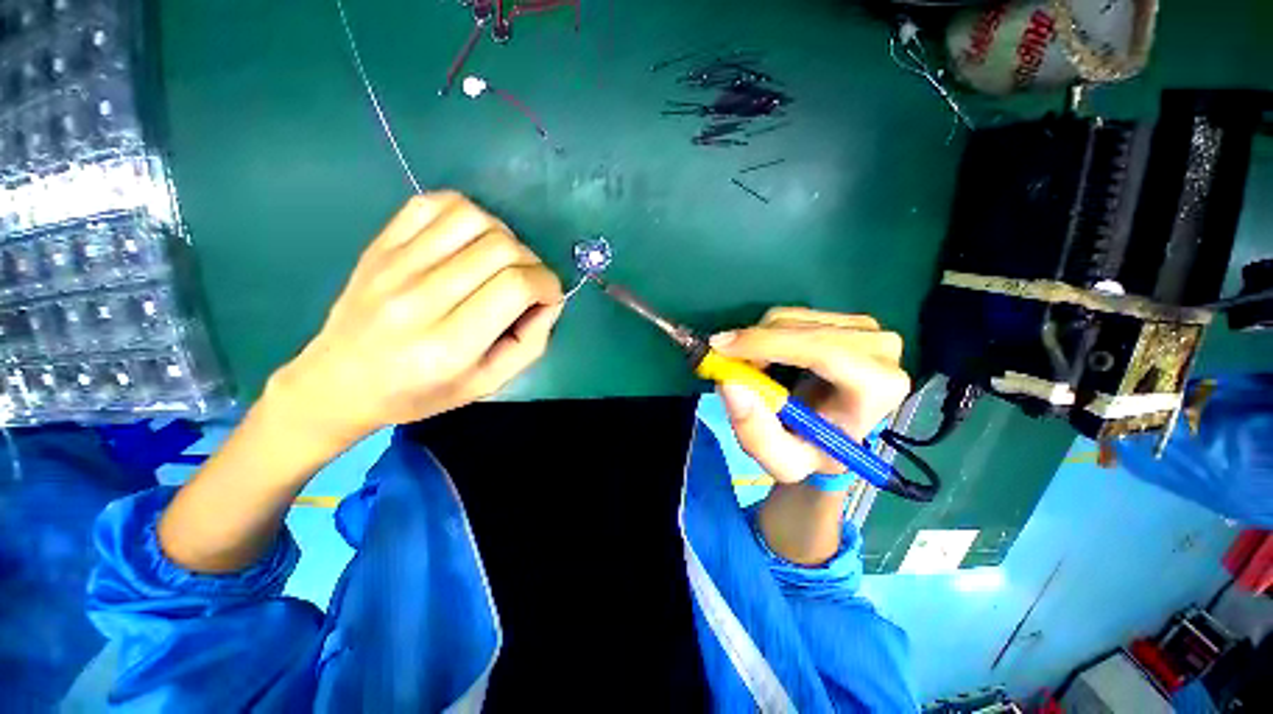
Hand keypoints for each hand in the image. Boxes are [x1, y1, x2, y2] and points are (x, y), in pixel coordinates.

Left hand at [269, 192, 562, 446]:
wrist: (339, 381)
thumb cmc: (420, 392)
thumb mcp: (488, 384)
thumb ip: (530, 343)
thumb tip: (550, 299)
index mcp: (450, 344)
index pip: (516, 286)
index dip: (547, 284)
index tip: (549, 296)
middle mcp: (420, 298)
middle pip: (500, 248)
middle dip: (531, 263)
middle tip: (528, 283)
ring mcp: (395, 265)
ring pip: (472, 218)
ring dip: (503, 235)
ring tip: (500, 261)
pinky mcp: (380, 245)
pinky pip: (433, 204)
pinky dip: (466, 214)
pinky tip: (470, 241)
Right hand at [713, 307, 910, 483]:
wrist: (834, 433)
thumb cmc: (813, 450)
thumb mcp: (782, 460)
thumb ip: (755, 431)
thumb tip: (729, 382)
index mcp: (877, 388)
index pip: (823, 351)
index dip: (768, 344)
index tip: (722, 349)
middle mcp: (880, 349)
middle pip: (801, 330)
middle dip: (755, 343)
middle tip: (726, 363)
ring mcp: (865, 328)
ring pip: (791, 318)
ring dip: (758, 341)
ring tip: (754, 371)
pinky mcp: (846, 319)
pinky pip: (792, 316)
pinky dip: (767, 334)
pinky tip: (769, 358)